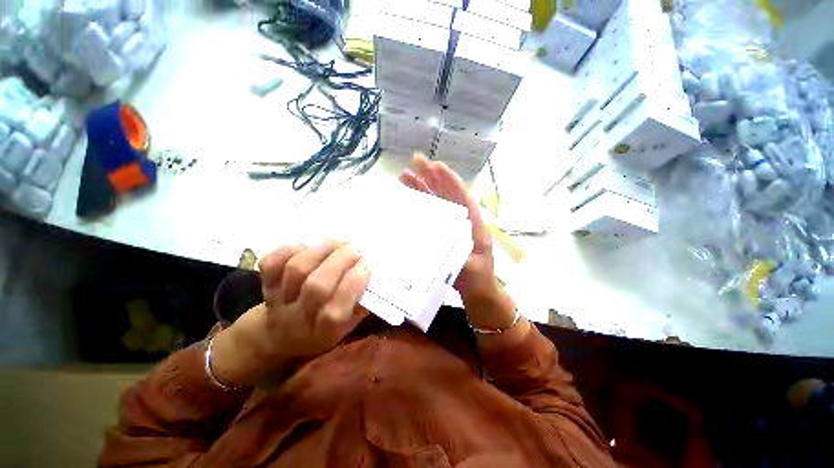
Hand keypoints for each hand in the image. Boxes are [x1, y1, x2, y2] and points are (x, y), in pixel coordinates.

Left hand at [211, 240, 369, 386]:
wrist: (281, 335)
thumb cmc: (324, 326)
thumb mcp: (349, 324)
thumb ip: (362, 302)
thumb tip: (378, 274)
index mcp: (323, 333)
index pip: (335, 312)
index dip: (353, 285)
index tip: (367, 265)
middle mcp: (297, 319)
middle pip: (316, 287)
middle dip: (341, 260)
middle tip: (355, 248)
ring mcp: (278, 301)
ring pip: (296, 270)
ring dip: (321, 250)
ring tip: (338, 241)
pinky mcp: (265, 284)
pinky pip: (271, 263)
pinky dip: (290, 249)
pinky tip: (308, 245)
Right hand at [399, 153, 513, 329]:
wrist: (478, 292)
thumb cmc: (478, 280)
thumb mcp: (471, 268)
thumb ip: (458, 253)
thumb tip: (439, 235)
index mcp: (473, 225)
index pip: (461, 197)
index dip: (449, 181)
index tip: (435, 165)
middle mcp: (462, 221)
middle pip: (447, 195)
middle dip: (432, 177)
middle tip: (415, 162)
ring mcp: (451, 227)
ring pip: (437, 202)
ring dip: (423, 188)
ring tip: (406, 175)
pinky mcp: (443, 234)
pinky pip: (432, 216)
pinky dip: (421, 205)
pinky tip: (410, 198)